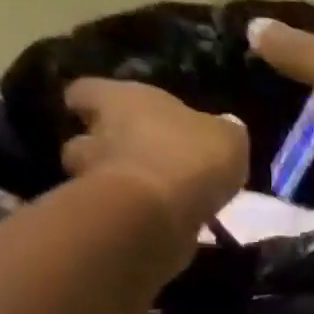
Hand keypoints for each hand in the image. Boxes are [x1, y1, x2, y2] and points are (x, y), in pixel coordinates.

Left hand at [61, 78, 247, 251]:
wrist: (160, 215)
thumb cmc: (191, 157)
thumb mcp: (227, 138)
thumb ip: (221, 131)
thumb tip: (222, 128)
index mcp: (121, 99)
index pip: (86, 91)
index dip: (96, 102)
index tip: (108, 112)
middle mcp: (98, 134)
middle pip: (87, 138)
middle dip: (107, 148)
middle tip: (139, 160)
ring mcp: (95, 179)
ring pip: (98, 177)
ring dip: (120, 185)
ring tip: (153, 197)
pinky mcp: (105, 218)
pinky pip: (119, 212)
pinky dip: (135, 216)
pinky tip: (163, 222)